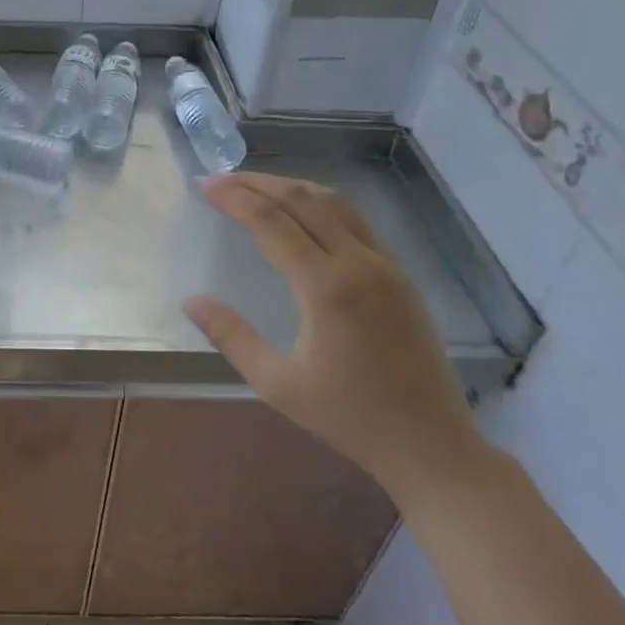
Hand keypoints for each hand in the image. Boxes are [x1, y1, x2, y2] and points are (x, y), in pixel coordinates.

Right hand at [185, 173, 487, 508]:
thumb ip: (232, 337)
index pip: (272, 222)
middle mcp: (359, 263)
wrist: (432, 446)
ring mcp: (386, 265)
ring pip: (334, 203)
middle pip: (303, 200)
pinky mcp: (401, 275)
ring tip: (255, 186)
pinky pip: (356, 221)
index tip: (204, 185)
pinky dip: (320, 204)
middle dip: (258, 183)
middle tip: (220, 178)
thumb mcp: (278, 384)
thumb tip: (192, 300)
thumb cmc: (350, 418)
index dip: (234, 198)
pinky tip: (303, 213)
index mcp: (326, 287)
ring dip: (291, 187)